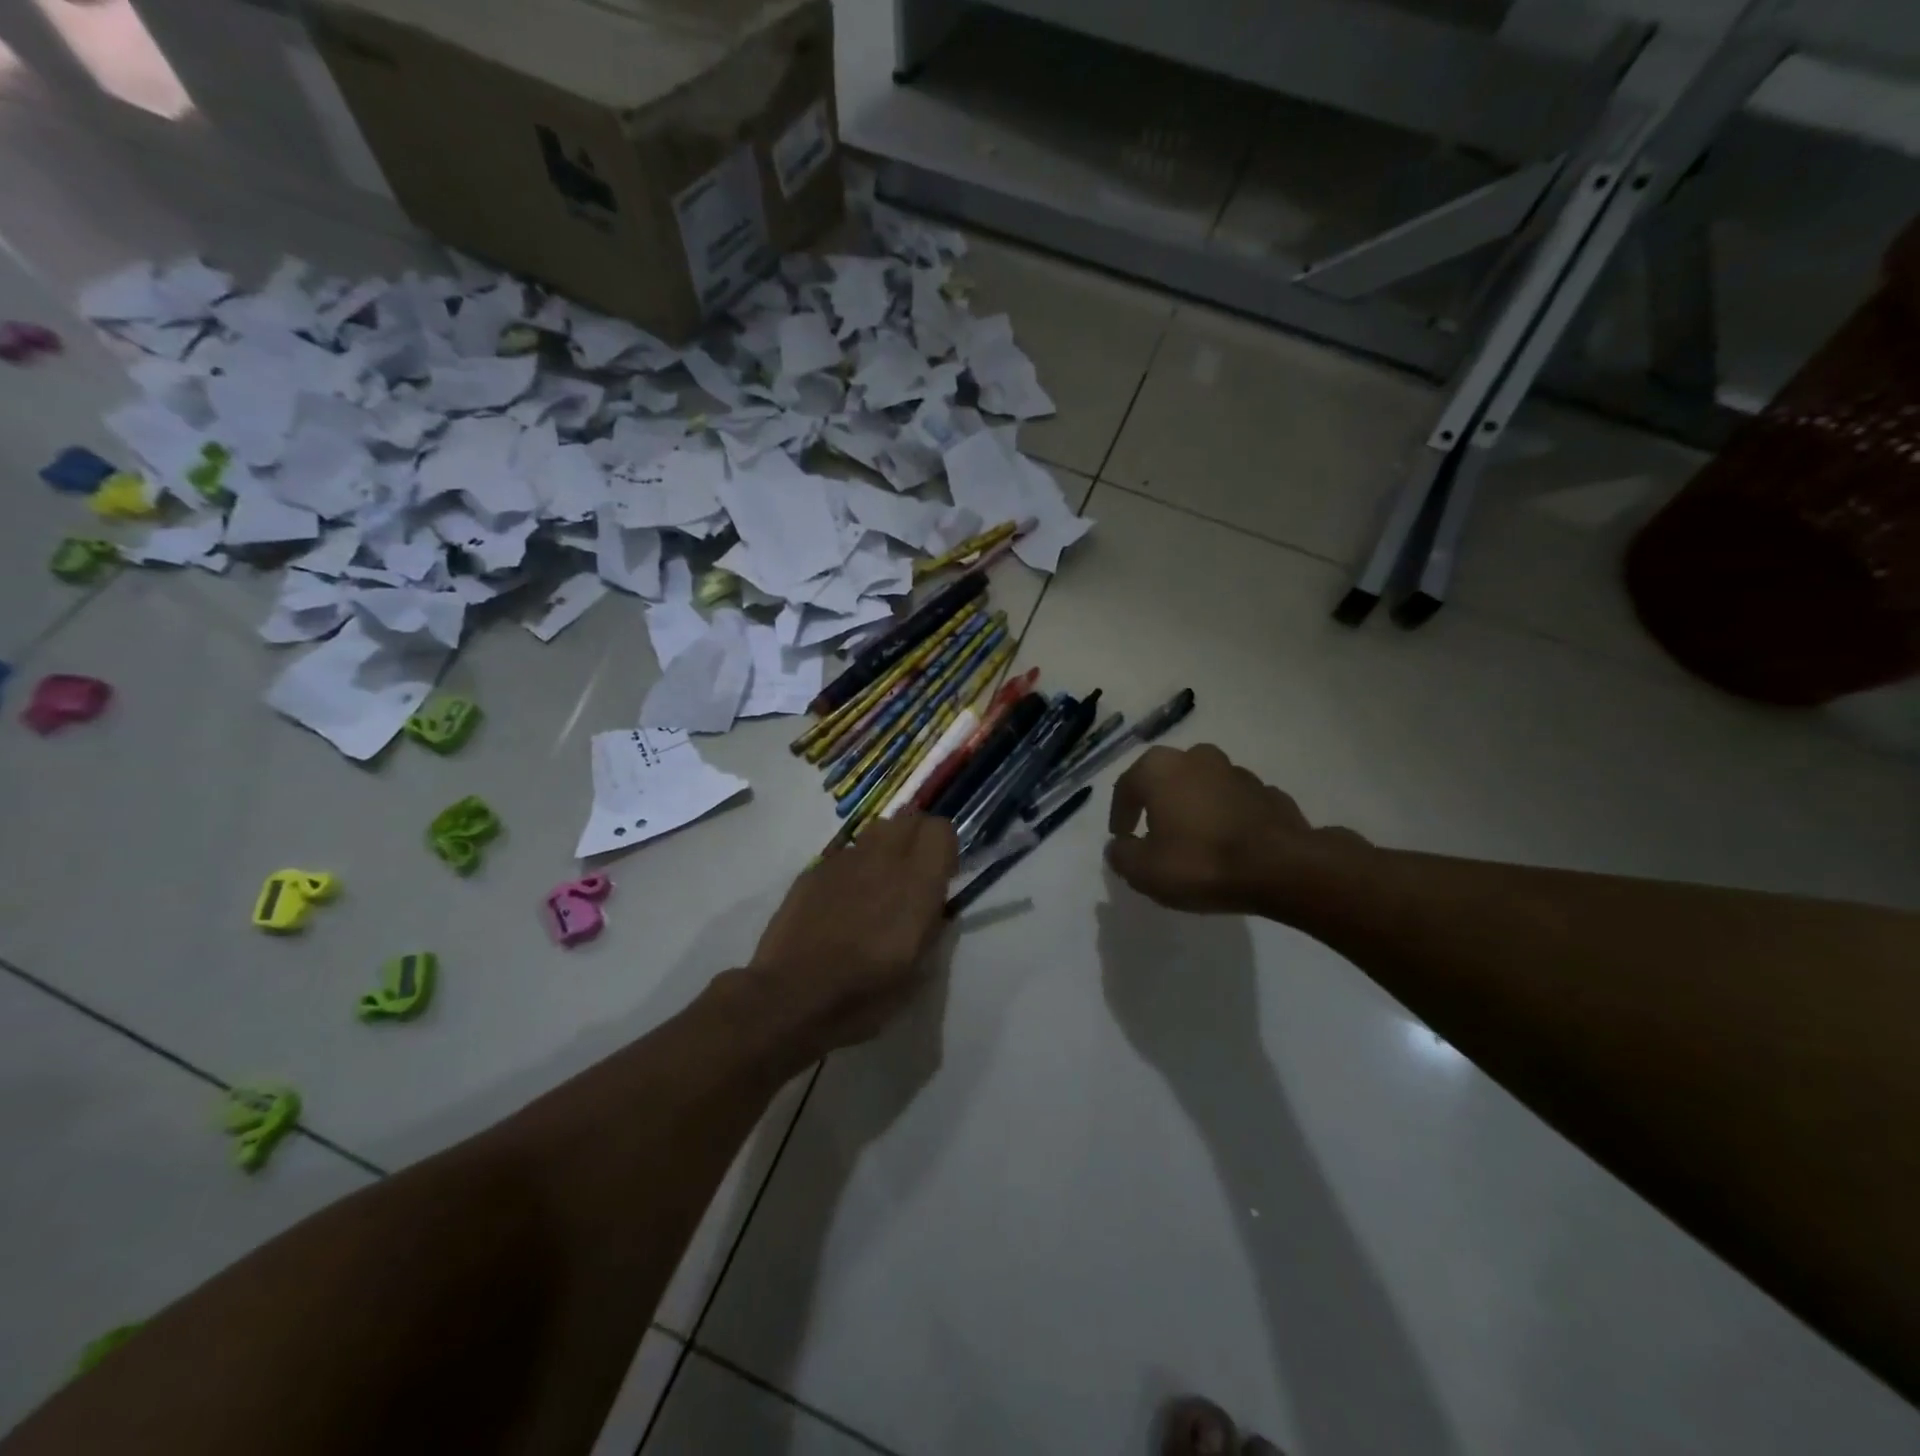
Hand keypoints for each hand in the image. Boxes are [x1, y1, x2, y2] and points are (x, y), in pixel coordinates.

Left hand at [746, 813, 957, 1057]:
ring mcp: (844, 861)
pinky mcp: (814, 870)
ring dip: (886, 848)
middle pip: (909, 819)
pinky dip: (853, 868)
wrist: (791, 997)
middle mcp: (883, 860)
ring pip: (876, 831)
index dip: (945, 848)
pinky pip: (845, 854)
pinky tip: (842, 903)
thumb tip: (936, 907)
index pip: (941, 829)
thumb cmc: (864, 994)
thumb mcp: (918, 972)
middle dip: (917, 839)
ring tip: (878, 886)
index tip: (942, 875)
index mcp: (916, 883)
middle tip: (913, 875)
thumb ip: (934, 928)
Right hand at [1105, 744, 1369, 916]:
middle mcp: (1197, 758)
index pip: (1127, 786)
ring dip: (1195, 807)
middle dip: (1159, 803)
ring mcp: (1238, 772)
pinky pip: (1236, 803)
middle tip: (1155, 832)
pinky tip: (1229, 843)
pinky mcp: (1270, 793)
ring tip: (1195, 839)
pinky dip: (1228, 817)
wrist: (1282, 869)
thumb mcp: (1144, 870)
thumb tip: (1119, 846)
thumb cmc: (1200, 862)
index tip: (1122, 838)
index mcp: (1160, 769)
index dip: (1120, 814)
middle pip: (1167, 779)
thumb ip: (1121, 855)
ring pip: (1204, 787)